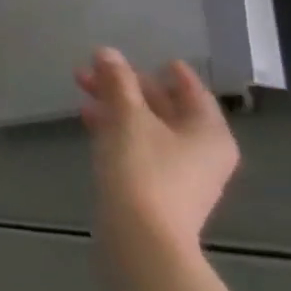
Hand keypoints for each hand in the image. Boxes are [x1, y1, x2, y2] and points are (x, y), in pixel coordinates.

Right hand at [77, 48, 237, 252]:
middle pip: (166, 107)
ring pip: (148, 127)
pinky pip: (140, 146)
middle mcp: (202, 150)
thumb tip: (107, 52)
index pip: (192, 91)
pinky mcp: (158, 187)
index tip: (153, 57)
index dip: (172, 72)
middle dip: (129, 86)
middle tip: (93, 68)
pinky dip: (117, 129)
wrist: (141, 237)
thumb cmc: (143, 169)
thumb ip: (117, 81)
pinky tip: (90, 121)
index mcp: (208, 131)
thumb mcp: (127, 117)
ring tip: (82, 90)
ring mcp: (182, 172)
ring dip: (117, 106)